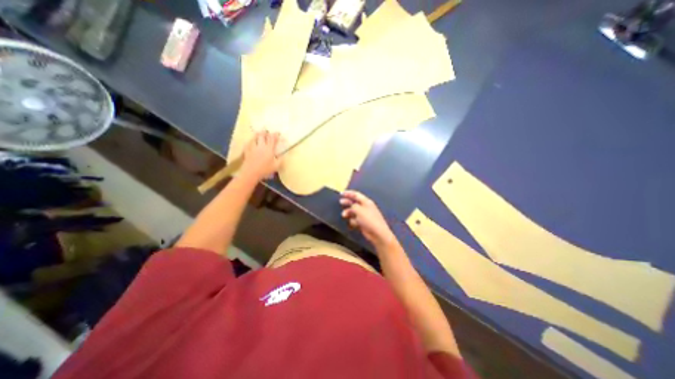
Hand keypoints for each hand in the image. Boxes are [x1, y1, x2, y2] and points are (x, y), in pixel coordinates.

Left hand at [241, 132, 281, 179]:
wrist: (251, 172)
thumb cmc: (265, 170)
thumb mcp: (276, 166)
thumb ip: (280, 160)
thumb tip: (283, 155)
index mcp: (269, 149)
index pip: (272, 139)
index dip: (275, 134)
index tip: (277, 133)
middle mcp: (261, 146)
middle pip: (262, 135)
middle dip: (265, 132)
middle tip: (267, 131)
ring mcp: (253, 148)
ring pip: (254, 138)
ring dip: (257, 135)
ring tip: (258, 133)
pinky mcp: (247, 151)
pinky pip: (248, 144)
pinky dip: (250, 141)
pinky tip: (250, 142)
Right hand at [341, 191, 395, 248]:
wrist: (377, 233)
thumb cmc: (369, 219)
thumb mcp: (359, 210)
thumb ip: (353, 206)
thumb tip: (351, 206)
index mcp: (366, 202)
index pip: (356, 195)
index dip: (349, 193)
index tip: (341, 193)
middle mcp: (365, 207)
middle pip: (354, 202)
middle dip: (347, 202)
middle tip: (340, 202)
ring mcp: (364, 216)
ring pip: (353, 212)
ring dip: (348, 213)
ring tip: (344, 215)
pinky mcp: (363, 223)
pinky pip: (355, 220)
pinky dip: (352, 221)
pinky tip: (352, 224)